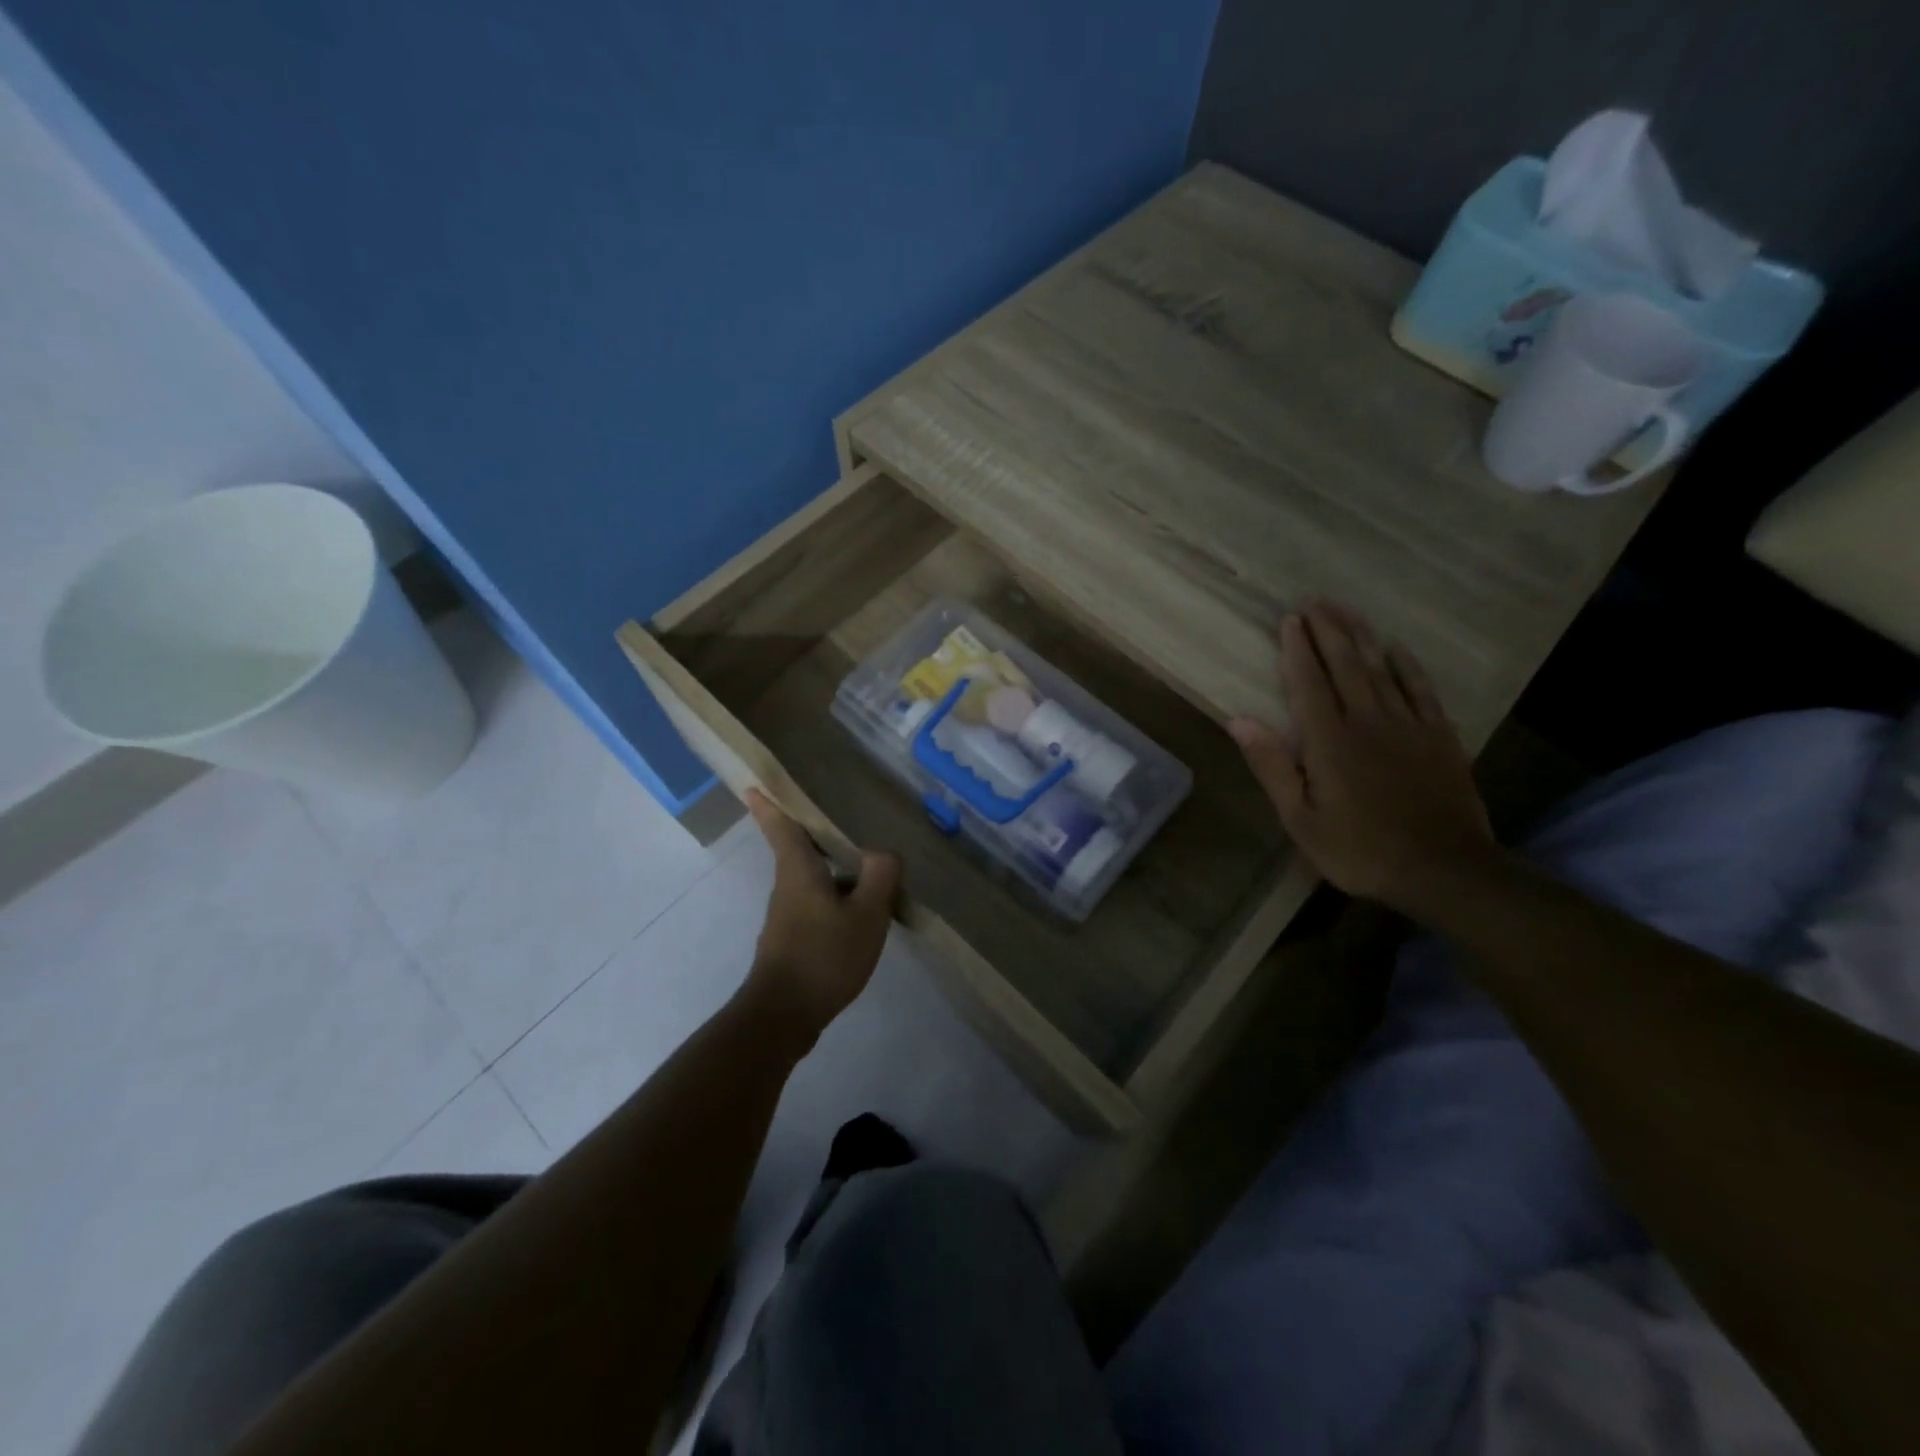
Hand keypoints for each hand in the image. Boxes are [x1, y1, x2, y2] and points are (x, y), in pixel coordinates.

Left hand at [740, 790, 900, 1041]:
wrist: (784, 1016)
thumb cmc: (823, 956)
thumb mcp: (866, 914)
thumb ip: (880, 877)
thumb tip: (883, 852)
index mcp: (798, 870)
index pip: (781, 826)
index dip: (770, 803)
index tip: (755, 783)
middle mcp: (788, 886)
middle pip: (798, 849)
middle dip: (814, 831)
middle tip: (841, 814)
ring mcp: (788, 916)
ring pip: (811, 878)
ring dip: (832, 866)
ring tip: (867, 861)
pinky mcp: (793, 940)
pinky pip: (818, 903)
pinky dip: (836, 895)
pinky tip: (862, 909)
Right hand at [1228, 601, 1496, 911]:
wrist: (1444, 870)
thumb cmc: (1360, 849)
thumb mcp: (1301, 819)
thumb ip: (1272, 766)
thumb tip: (1238, 721)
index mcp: (1329, 741)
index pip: (1309, 682)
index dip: (1297, 649)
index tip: (1289, 619)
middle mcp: (1368, 721)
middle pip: (1345, 664)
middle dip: (1327, 630)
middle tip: (1314, 600)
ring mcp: (1408, 725)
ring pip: (1381, 668)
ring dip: (1361, 636)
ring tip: (1345, 610)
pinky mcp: (1439, 736)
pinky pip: (1421, 689)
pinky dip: (1407, 665)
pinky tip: (1397, 648)